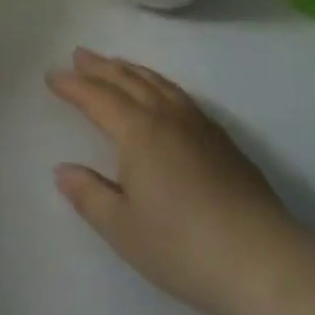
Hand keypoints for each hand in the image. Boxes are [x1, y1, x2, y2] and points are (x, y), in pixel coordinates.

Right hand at [49, 48, 313, 314]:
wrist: (262, 260)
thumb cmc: (182, 246)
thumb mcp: (123, 228)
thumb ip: (90, 195)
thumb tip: (63, 170)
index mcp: (138, 132)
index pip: (98, 98)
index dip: (73, 86)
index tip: (53, 76)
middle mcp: (167, 117)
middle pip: (128, 81)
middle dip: (101, 67)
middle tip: (80, 54)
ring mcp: (199, 125)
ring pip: (158, 84)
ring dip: (132, 70)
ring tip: (116, 63)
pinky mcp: (223, 140)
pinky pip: (180, 95)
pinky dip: (159, 84)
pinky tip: (162, 95)